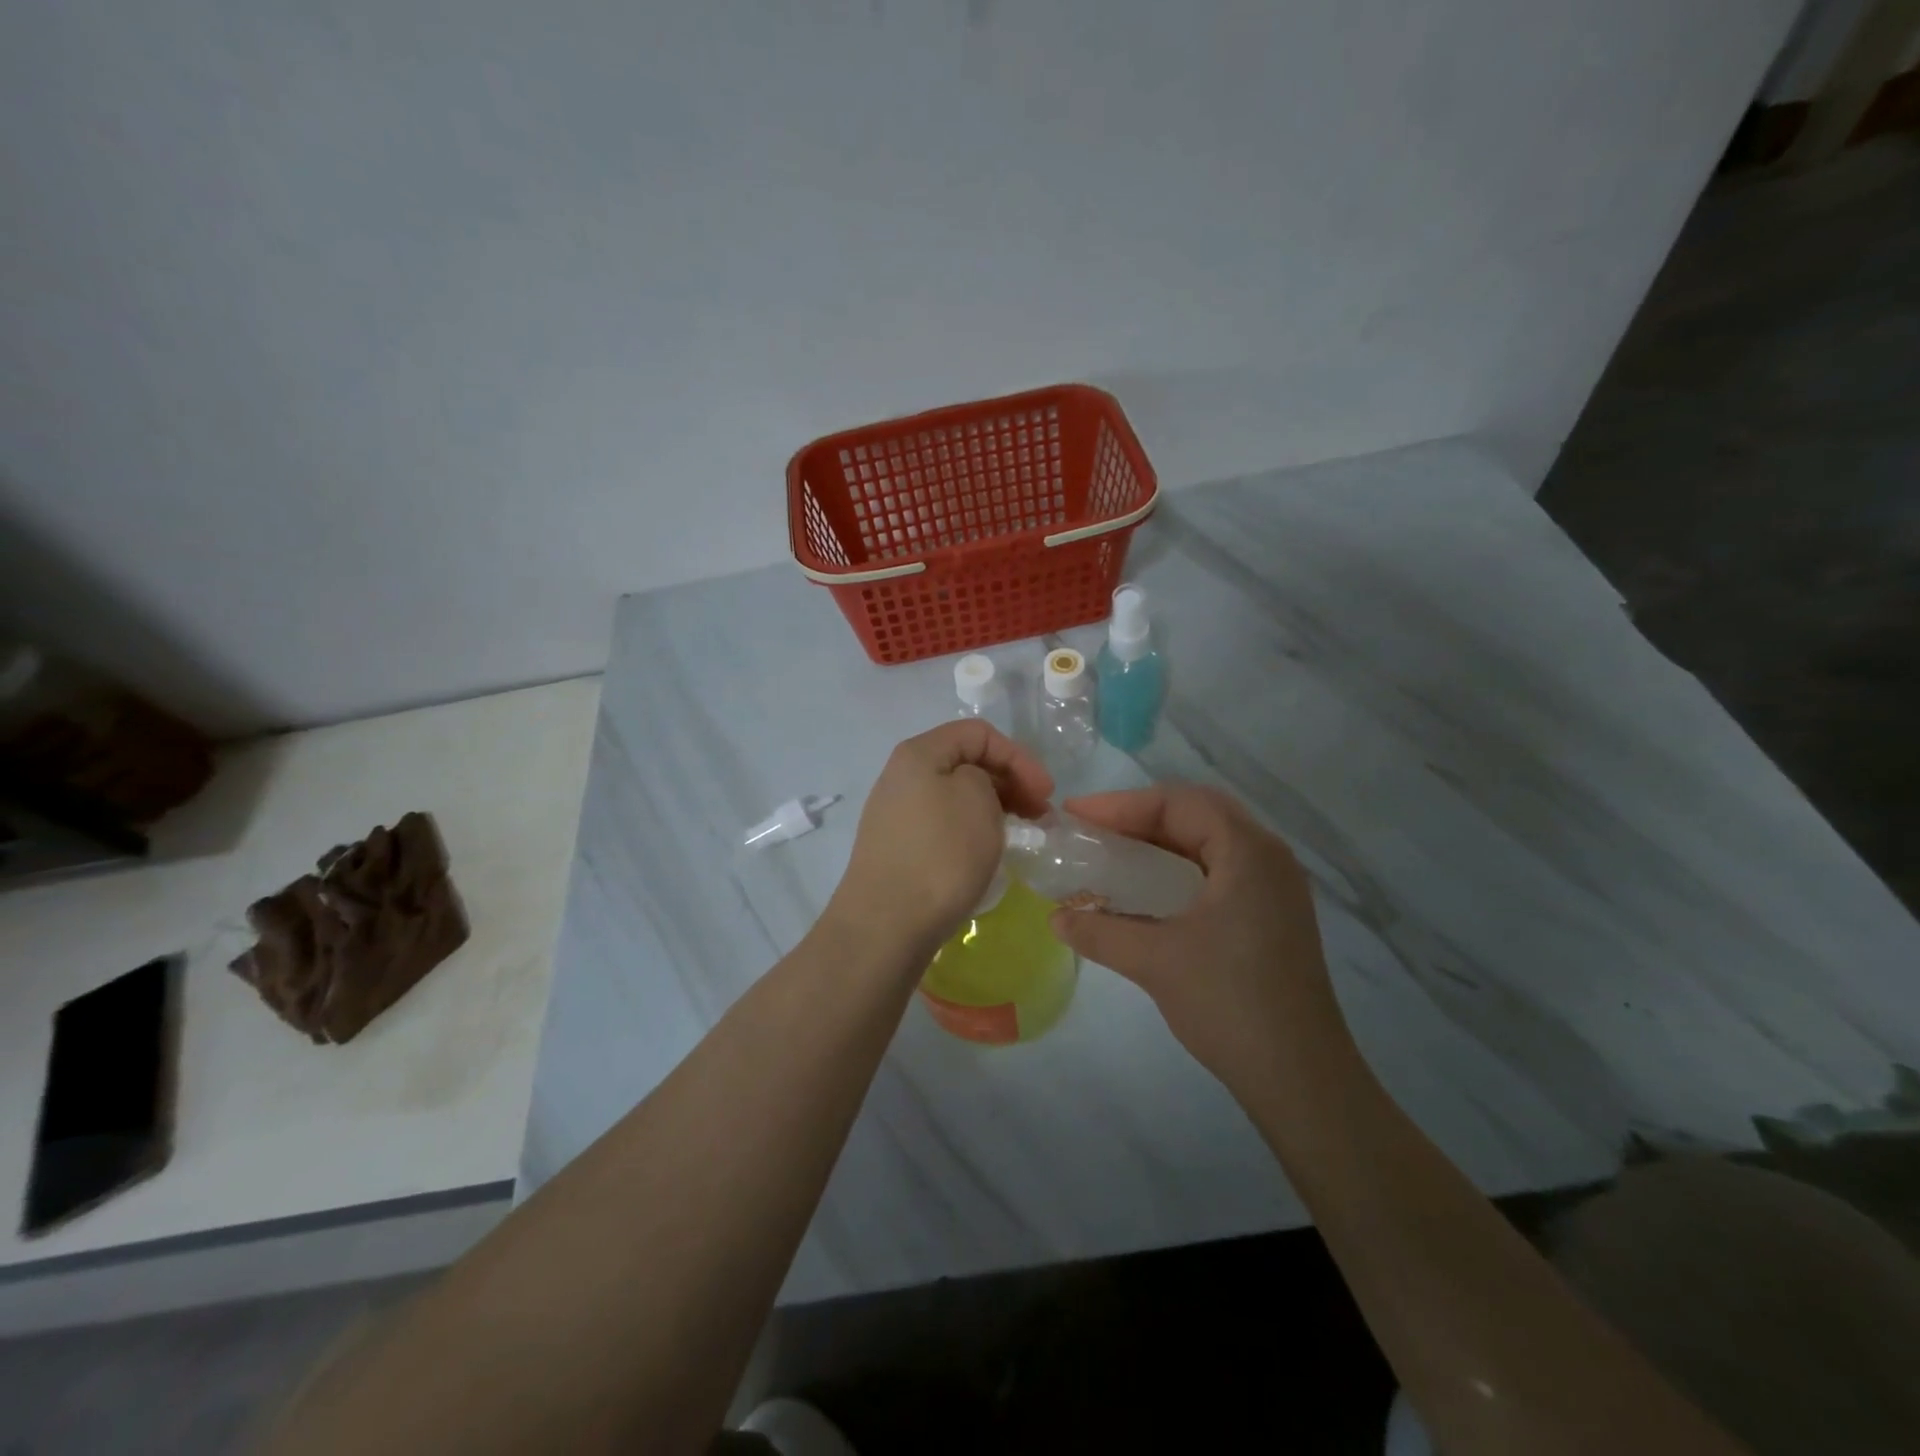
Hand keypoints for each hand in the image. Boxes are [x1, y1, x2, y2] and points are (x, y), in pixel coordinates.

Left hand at [830, 720, 1052, 957]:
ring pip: (956, 796)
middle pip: (965, 762)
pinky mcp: (899, 849)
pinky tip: (988, 852)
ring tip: (1021, 834)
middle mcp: (901, 777)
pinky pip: (944, 825)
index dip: (1019, 756)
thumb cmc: (940, 854)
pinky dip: (972, 830)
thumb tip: (975, 791)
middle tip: (1040, 814)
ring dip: (994, 808)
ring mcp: (896, 815)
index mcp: (918, 753)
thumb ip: (986, 777)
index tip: (1046, 793)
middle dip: (1010, 782)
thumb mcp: (977, 798)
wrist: (887, 924)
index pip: (978, 733)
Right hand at [1048, 784, 1352, 1093]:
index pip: (1178, 803)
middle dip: (1140, 816)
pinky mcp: (1272, 914)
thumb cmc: (1229, 1004)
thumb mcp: (1154, 961)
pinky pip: (1219, 869)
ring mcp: (1275, 887)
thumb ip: (1099, 931)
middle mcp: (1268, 857)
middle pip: (1197, 813)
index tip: (1076, 815)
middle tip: (1092, 828)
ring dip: (1160, 840)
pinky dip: (1179, 866)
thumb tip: (1055, 918)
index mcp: (1248, 852)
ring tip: (1113, 851)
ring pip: (1209, 841)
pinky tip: (1148, 888)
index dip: (1121, 805)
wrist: (1300, 1078)